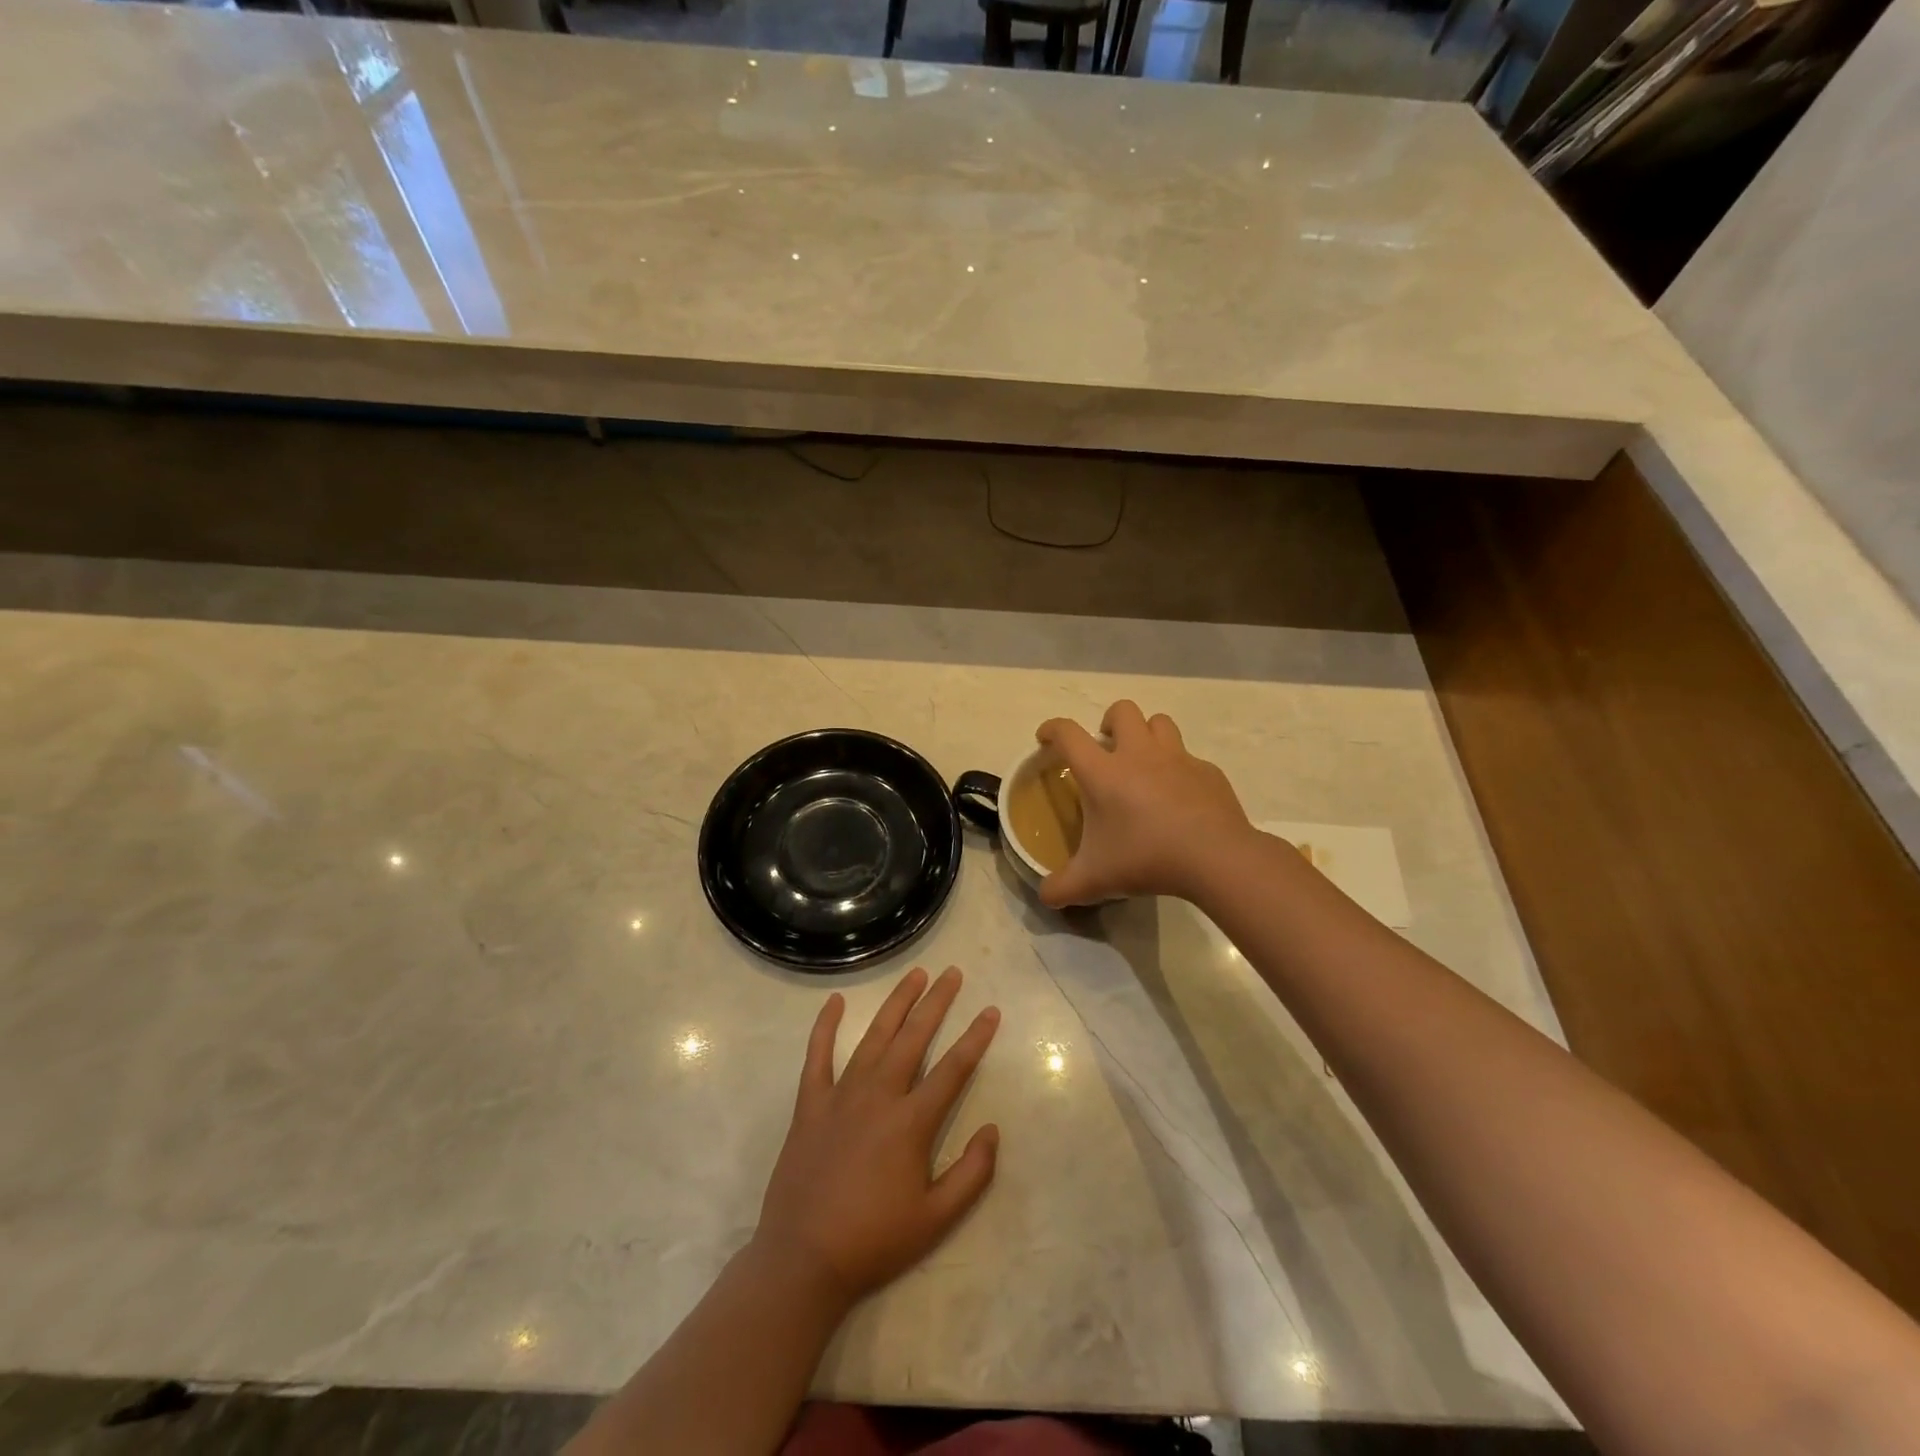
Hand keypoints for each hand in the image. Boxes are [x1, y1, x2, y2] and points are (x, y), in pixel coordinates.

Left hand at [755, 966, 1000, 1306]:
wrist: (804, 1260)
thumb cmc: (874, 1241)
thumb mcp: (936, 1219)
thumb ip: (972, 1174)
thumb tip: (992, 1130)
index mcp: (911, 1122)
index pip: (953, 1068)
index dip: (975, 1037)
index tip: (991, 1011)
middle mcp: (879, 1096)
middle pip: (914, 1037)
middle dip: (937, 1002)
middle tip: (952, 973)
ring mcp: (841, 1095)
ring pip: (875, 1037)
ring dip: (896, 1003)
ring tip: (914, 975)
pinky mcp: (810, 1104)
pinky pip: (818, 1056)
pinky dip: (825, 1026)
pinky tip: (835, 1001)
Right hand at [1035, 700, 1254, 906]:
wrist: (1215, 857)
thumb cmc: (1146, 858)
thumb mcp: (1095, 880)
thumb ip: (1063, 887)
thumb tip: (1046, 896)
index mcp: (1103, 772)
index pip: (1068, 734)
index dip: (1052, 729)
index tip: (1046, 739)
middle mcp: (1138, 754)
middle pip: (1122, 710)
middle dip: (1109, 722)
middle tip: (1107, 750)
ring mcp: (1177, 759)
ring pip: (1159, 722)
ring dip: (1147, 734)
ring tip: (1144, 764)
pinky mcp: (1208, 772)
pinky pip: (1189, 758)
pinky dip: (1180, 770)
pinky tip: (1180, 798)